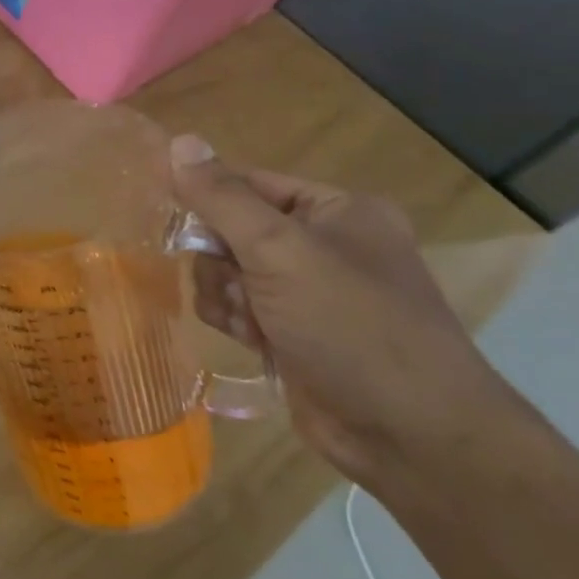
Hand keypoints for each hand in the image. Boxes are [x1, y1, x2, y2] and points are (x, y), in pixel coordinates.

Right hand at [172, 135, 522, 485]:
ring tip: (248, 320)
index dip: (206, 194)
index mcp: (335, 211)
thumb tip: (178, 141)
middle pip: (231, 229)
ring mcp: (307, 293)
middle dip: (220, 257)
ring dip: (223, 293)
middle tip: (233, 281)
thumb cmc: (350, 325)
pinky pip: (236, 308)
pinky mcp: (291, 333)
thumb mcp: (280, 251)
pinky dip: (233, 320)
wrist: (410, 436)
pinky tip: (251, 341)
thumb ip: (221, 198)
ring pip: (225, 271)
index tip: (169, 212)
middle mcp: (323, 245)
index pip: (248, 183)